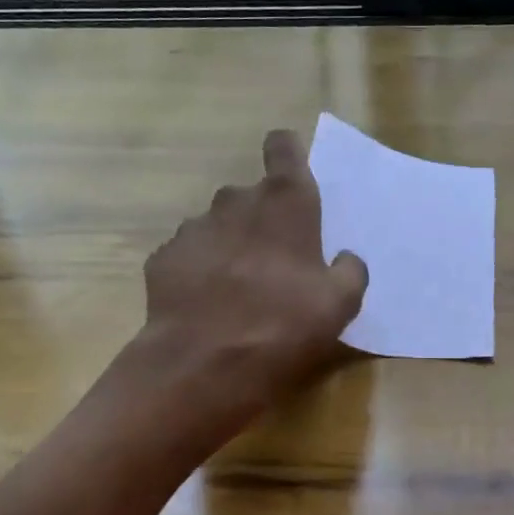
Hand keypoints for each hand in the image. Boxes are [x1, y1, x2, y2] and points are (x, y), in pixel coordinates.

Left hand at [140, 129, 366, 405]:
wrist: (202, 366)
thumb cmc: (282, 326)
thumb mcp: (340, 305)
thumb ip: (350, 271)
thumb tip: (345, 258)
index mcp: (284, 204)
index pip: (283, 148)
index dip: (287, 153)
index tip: (292, 171)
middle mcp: (236, 202)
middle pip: (251, 195)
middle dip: (262, 219)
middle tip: (274, 262)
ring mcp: (193, 228)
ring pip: (218, 225)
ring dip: (230, 245)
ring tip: (237, 289)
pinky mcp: (163, 257)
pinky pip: (189, 254)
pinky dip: (199, 270)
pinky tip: (206, 304)